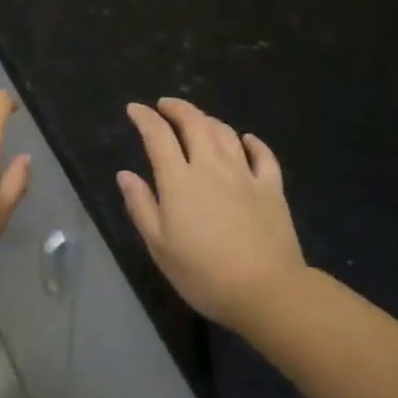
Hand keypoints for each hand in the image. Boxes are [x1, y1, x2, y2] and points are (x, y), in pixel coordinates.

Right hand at [119, 98, 306, 333]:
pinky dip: (252, 142)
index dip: (144, 117)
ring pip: (226, 133)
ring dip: (208, 120)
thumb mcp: (160, 246)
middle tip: (165, 105)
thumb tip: (125, 174)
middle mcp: (211, 166)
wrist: (267, 291)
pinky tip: (246, 140)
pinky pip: (263, 155)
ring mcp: (245, 174)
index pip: (158, 135)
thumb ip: (141, 206)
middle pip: (194, 123)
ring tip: (198, 121)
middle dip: (177, 108)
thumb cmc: (204, 273)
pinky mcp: (271, 188)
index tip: (134, 109)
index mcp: (180, 180)